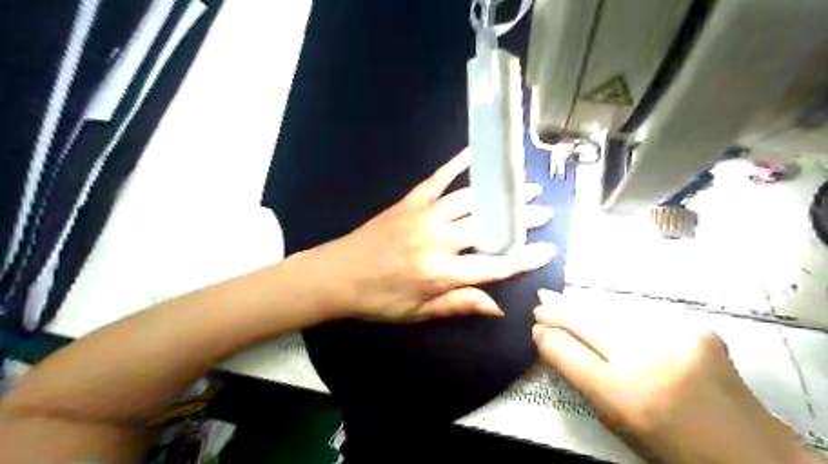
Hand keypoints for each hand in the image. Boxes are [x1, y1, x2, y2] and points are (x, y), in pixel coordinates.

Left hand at [291, 148, 555, 321]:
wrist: (337, 274)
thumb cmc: (378, 299)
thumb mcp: (419, 312)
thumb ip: (459, 305)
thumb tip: (498, 307)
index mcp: (441, 272)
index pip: (493, 266)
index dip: (523, 259)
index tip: (548, 249)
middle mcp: (438, 239)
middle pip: (488, 228)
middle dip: (520, 220)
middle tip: (544, 211)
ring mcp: (424, 215)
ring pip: (470, 200)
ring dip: (499, 193)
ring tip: (524, 186)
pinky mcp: (410, 201)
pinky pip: (438, 178)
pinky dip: (457, 164)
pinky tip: (475, 153)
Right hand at [535, 290, 816, 463]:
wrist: (748, 452)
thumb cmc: (669, 443)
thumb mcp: (614, 419)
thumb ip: (578, 376)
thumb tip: (547, 340)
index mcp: (625, 396)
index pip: (568, 352)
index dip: (547, 335)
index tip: (535, 326)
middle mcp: (648, 361)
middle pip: (587, 322)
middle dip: (559, 310)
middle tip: (541, 302)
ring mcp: (676, 340)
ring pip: (612, 313)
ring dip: (587, 310)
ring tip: (567, 304)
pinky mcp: (697, 330)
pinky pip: (643, 318)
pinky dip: (622, 319)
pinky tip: (616, 321)